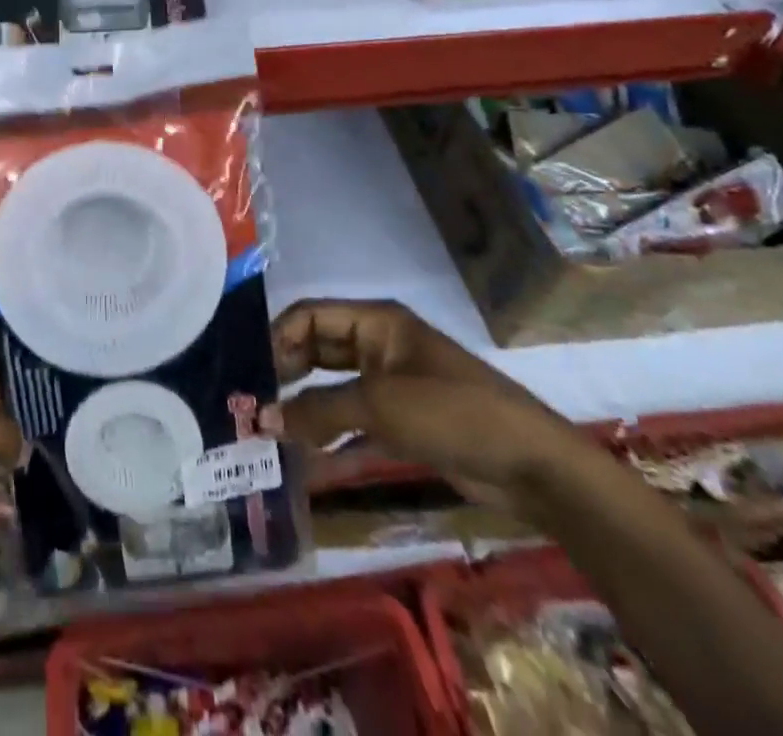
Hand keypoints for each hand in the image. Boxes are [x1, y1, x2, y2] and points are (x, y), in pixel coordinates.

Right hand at [273, 300, 590, 508]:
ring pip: (333, 387)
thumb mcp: (379, 406)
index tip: (250, 372)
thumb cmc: (451, 413)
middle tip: (252, 402)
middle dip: (286, 372)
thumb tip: (264, 419)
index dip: (277, 337)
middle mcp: (379, 345)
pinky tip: (305, 457)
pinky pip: (354, 420)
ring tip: (269, 430)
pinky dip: (330, 434)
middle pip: (319, 349)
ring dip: (305, 406)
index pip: (309, 316)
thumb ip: (318, 410)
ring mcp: (392, 384)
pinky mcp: (404, 421)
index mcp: (375, 322)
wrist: (532, 466)